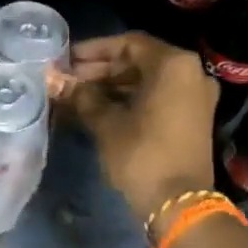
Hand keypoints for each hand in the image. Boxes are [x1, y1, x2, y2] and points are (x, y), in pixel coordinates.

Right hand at [58, 32, 217, 225]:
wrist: (179, 204)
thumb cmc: (142, 154)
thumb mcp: (105, 122)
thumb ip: (80, 96)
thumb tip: (53, 80)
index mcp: (173, 65)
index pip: (128, 44)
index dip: (93, 50)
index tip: (65, 59)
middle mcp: (190, 73)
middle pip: (138, 61)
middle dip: (100, 69)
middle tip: (66, 78)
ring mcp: (194, 96)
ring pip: (146, 80)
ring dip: (111, 85)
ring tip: (75, 94)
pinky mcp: (191, 117)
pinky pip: (157, 96)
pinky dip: (128, 98)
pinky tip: (96, 108)